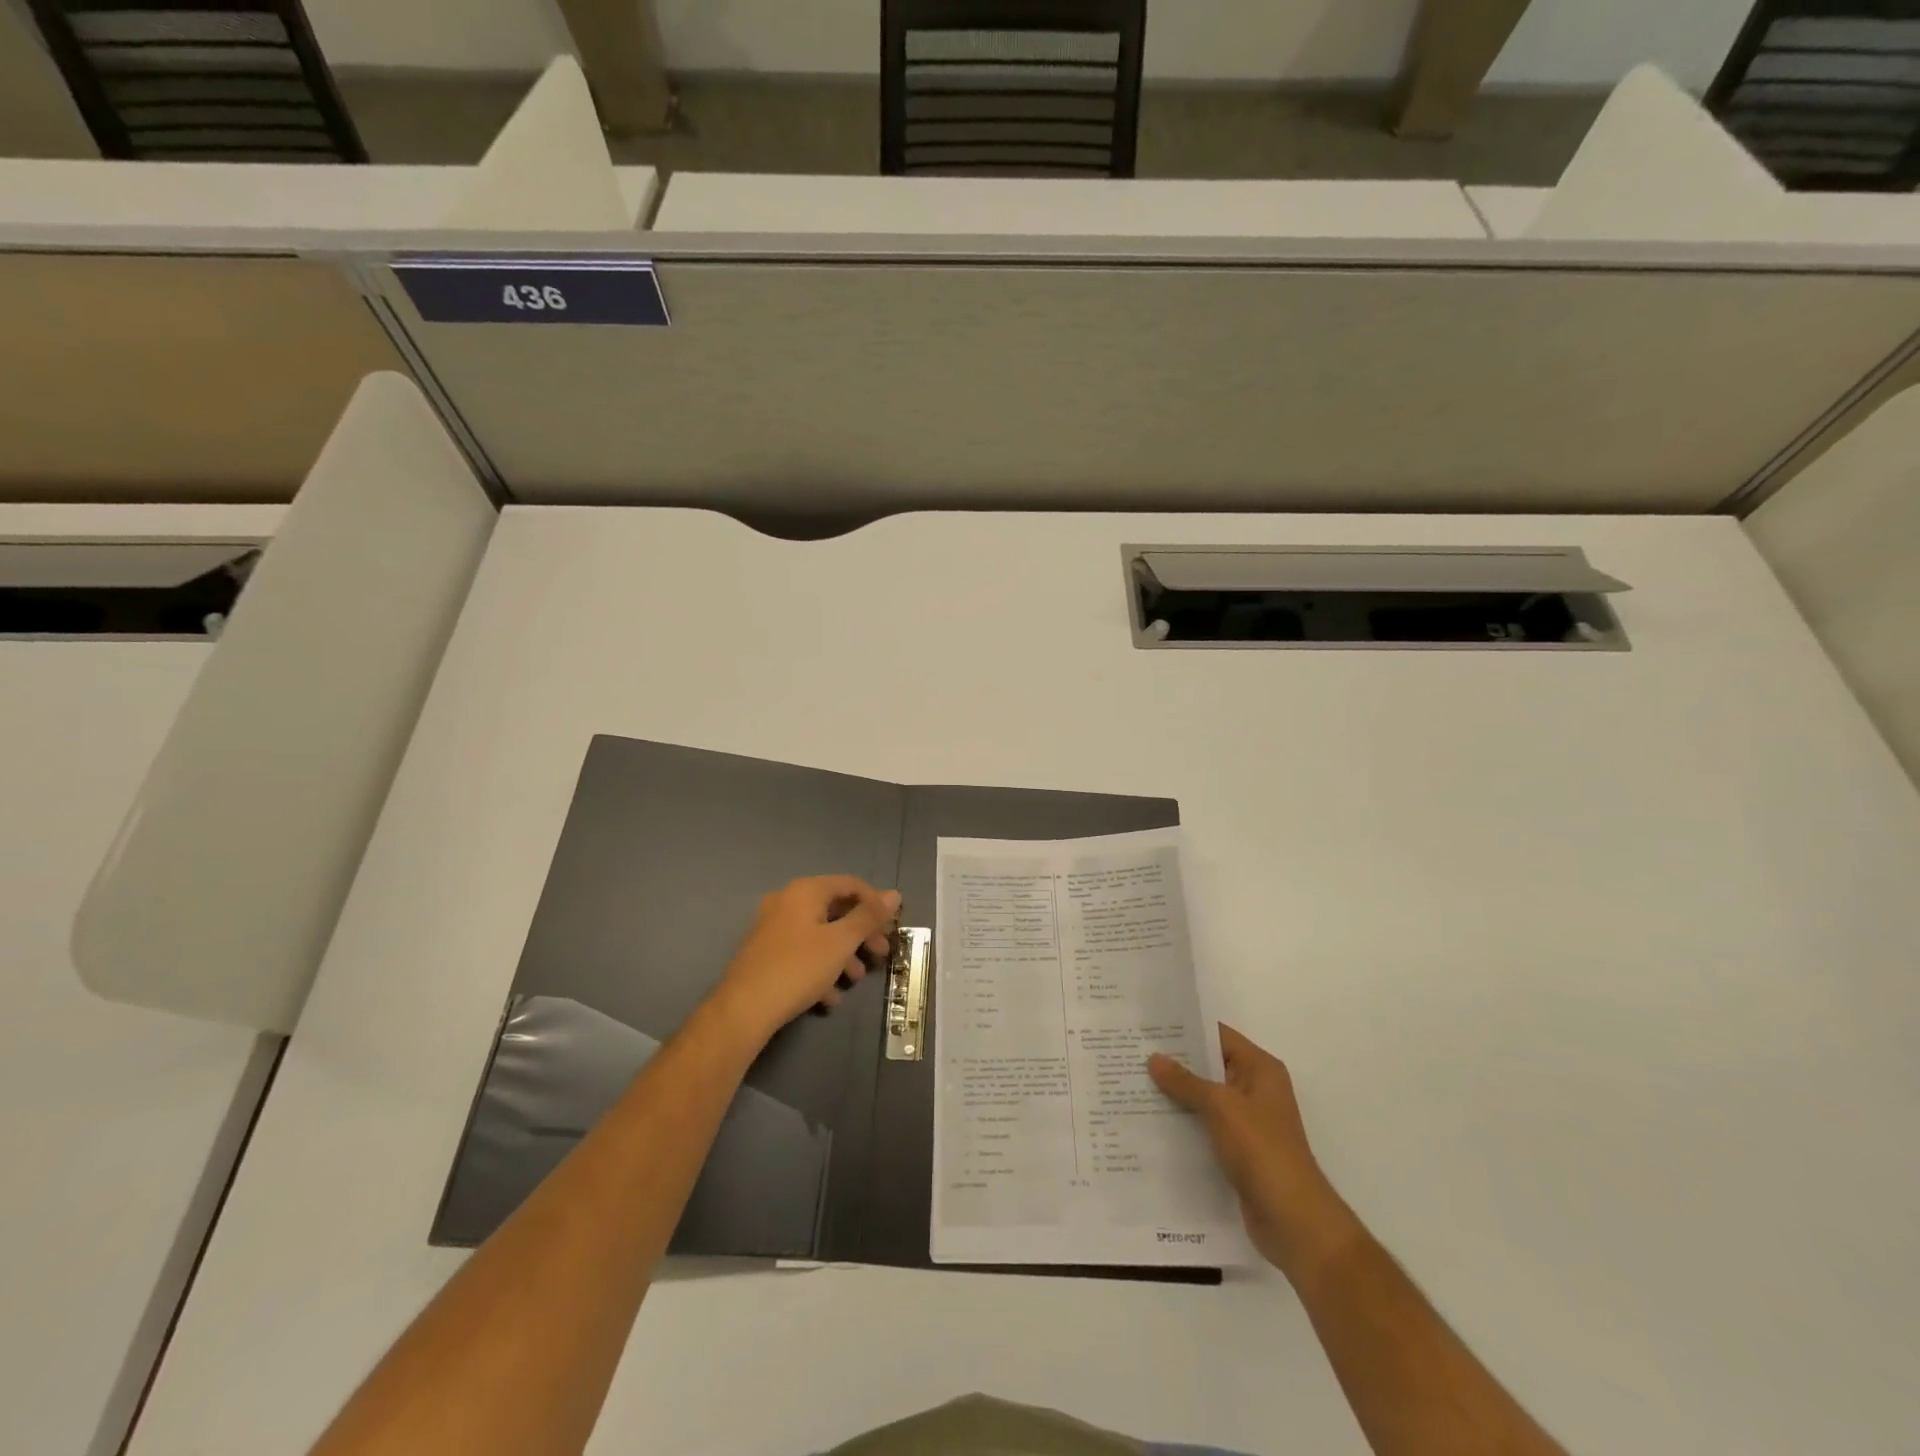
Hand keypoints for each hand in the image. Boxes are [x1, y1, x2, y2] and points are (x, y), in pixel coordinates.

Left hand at [710, 876, 899, 1045]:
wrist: (744, 1010)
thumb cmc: (798, 968)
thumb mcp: (841, 942)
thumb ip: (868, 917)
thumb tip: (894, 894)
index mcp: (805, 891)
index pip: (850, 884)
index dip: (876, 903)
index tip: (892, 927)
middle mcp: (786, 901)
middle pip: (835, 909)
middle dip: (861, 933)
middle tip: (880, 953)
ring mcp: (773, 927)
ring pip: (819, 934)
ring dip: (842, 954)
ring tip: (855, 979)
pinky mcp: (765, 953)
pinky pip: (802, 952)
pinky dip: (820, 967)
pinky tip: (829, 997)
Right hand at [1150, 1025, 1360, 1282]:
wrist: (1293, 1220)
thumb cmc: (1262, 1151)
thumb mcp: (1221, 1107)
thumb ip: (1186, 1081)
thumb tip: (1154, 1058)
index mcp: (1260, 1070)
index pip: (1218, 1035)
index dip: (1185, 1029)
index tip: (1149, 1026)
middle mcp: (1255, 1089)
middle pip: (1209, 1066)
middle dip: (1174, 1062)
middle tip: (1133, 1054)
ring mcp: (1247, 1122)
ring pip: (1205, 1098)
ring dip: (1176, 1094)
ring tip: (1134, 1084)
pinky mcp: (1238, 1150)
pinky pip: (1205, 1125)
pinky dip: (1183, 1122)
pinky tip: (1151, 1121)